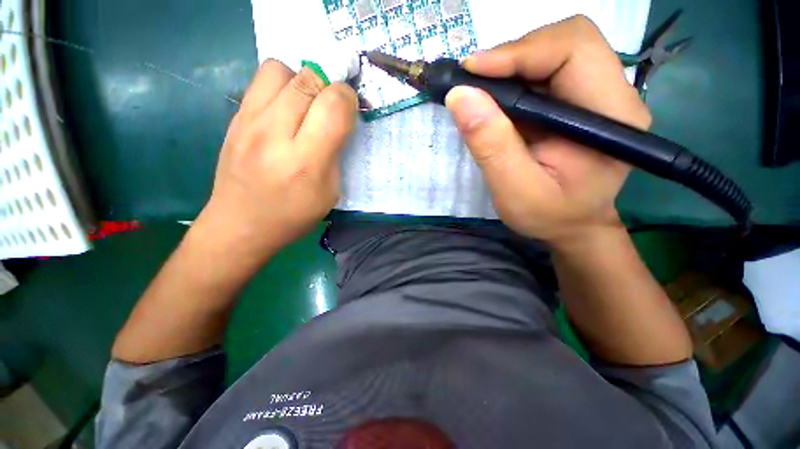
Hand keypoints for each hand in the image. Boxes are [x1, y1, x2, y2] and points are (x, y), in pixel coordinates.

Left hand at [195, 60, 357, 255]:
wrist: (241, 224)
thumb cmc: (294, 215)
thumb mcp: (330, 192)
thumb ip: (336, 153)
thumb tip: (339, 121)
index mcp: (306, 161)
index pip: (333, 106)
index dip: (347, 100)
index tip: (349, 110)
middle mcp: (274, 134)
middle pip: (308, 79)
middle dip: (328, 87)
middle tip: (329, 108)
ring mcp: (248, 122)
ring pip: (280, 69)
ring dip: (301, 81)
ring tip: (305, 105)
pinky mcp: (234, 118)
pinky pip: (261, 81)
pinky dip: (281, 87)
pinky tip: (285, 111)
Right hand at [445, 16, 650, 242]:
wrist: (572, 226)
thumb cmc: (549, 216)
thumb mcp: (515, 192)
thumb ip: (491, 147)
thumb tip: (460, 97)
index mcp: (611, 116)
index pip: (574, 50)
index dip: (520, 51)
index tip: (472, 72)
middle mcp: (614, 95)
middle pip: (568, 40)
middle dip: (515, 54)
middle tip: (475, 82)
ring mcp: (599, 95)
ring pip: (555, 50)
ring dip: (512, 66)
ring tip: (482, 94)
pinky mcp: (580, 100)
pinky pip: (546, 70)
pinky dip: (515, 78)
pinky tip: (497, 102)